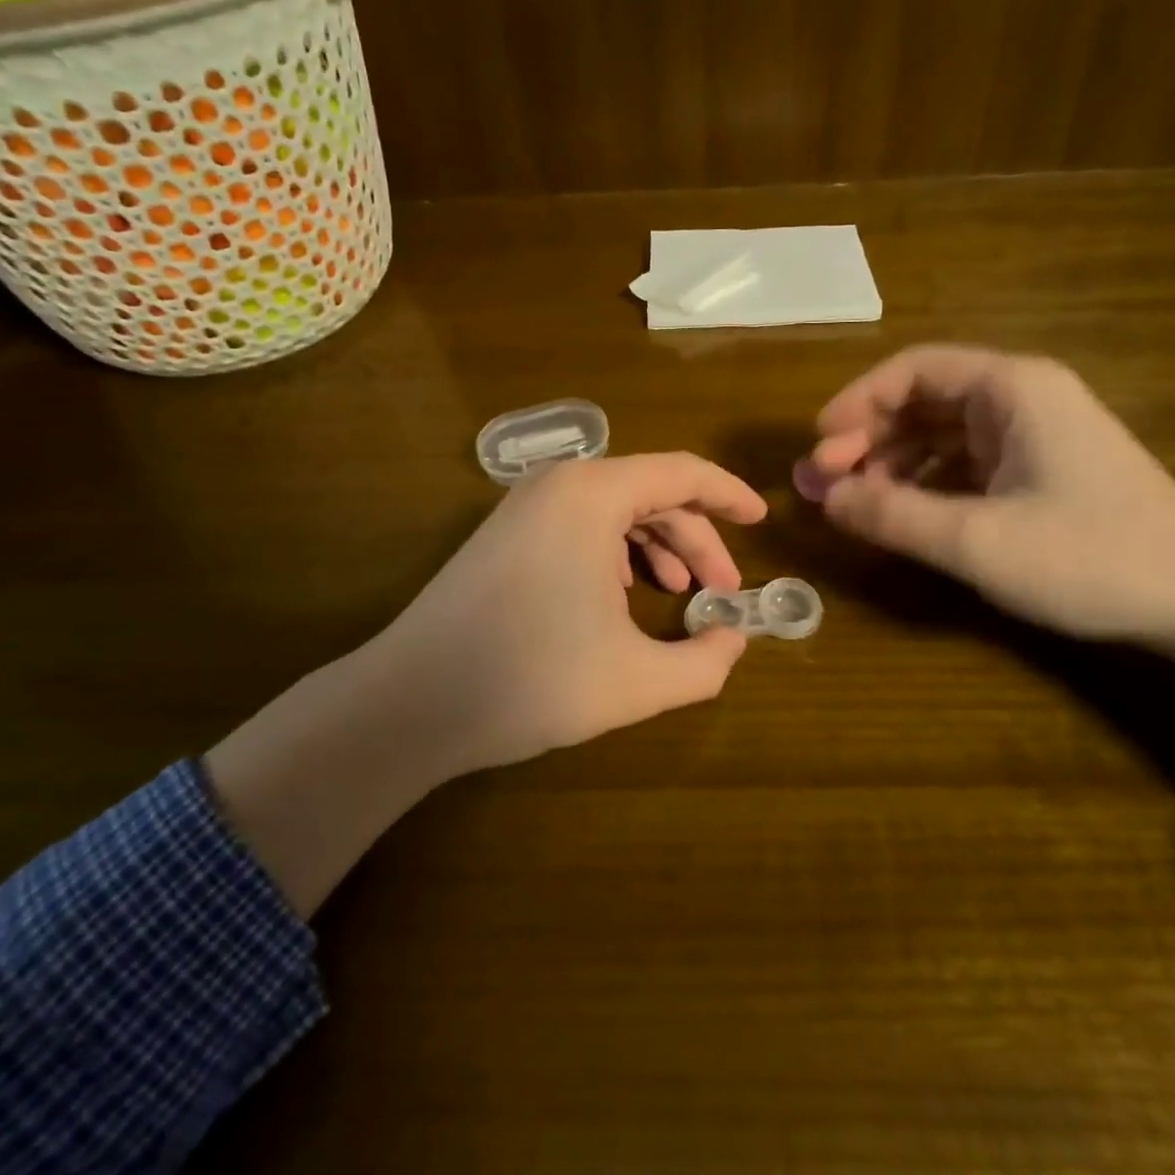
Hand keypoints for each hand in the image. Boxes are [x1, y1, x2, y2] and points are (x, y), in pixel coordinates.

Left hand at [364, 453, 768, 775]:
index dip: (729, 495)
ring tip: (679, 593)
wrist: (412, 702)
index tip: (762, 519)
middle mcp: (558, 483)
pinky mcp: (504, 533)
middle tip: (722, 591)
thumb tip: (734, 640)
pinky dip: (616, 551)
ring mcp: (524, 505)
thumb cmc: (532, 679)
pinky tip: (623, 595)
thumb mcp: (637, 681)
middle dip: (696, 538)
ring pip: (614, 510)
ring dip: (657, 545)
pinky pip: (579, 524)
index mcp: (593, 494)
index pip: (683, 473)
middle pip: (651, 493)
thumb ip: (706, 663)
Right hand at [795, 344, 1174, 643]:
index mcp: (1011, 388)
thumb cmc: (1092, 557)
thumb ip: (893, 516)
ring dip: (890, 464)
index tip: (819, 446)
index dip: (857, 403)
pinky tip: (901, 515)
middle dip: (867, 439)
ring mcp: (1032, 435)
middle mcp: (1020, 398)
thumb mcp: (978, 541)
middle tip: (823, 483)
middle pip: (922, 400)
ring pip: (939, 434)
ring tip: (854, 504)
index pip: (912, 370)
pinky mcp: (1038, 471)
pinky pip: (962, 463)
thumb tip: (825, 499)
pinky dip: (924, 484)